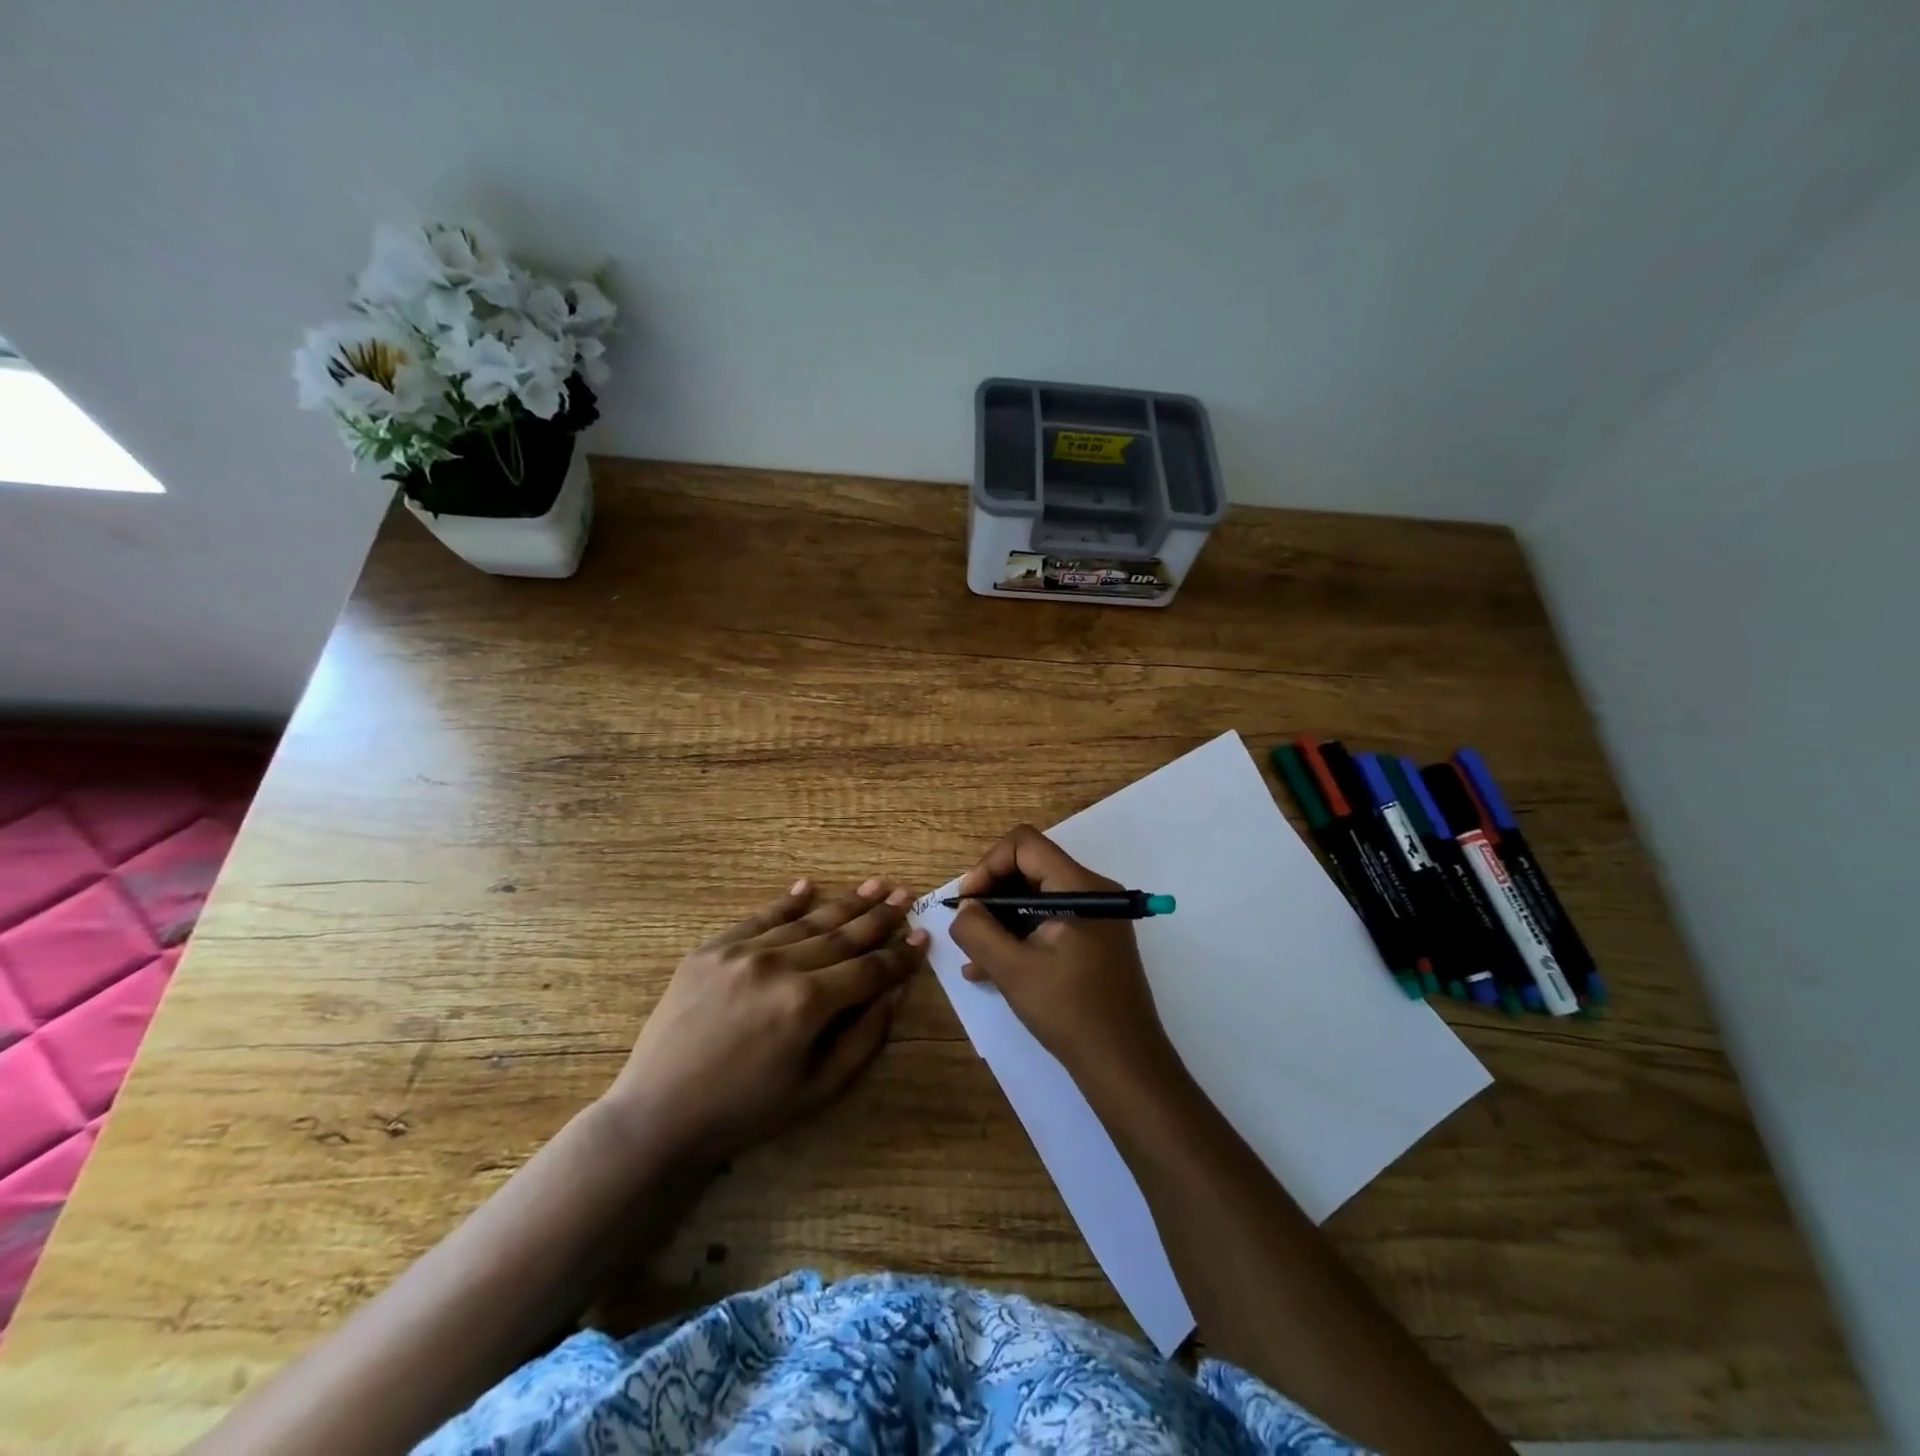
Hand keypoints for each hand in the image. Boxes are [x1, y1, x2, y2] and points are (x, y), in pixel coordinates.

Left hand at [606, 877, 927, 1164]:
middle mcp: (779, 966)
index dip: (899, 955)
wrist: (659, 1115)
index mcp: (808, 1004)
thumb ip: (865, 1037)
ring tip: (873, 886)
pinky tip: (808, 887)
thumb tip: (897, 991)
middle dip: (878, 916)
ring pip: (806, 921)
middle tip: (905, 895)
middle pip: (842, 935)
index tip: (922, 936)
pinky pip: (759, 918)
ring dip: (843, 904)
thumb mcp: (819, 1089)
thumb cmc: (747, 1111)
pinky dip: (786, 902)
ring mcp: (742, 952)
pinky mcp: (711, 949)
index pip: (869, 969)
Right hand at [948, 826, 1179, 1089]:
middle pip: (1030, 868)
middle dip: (992, 894)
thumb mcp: (1013, 970)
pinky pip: (1048, 922)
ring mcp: (1096, 919)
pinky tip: (989, 969)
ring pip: (1036, 898)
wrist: (1125, 1066)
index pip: (1025, 845)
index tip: (967, 902)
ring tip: (972, 955)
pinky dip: (1020, 937)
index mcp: (1079, 887)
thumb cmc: (1070, 1012)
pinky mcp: (1093, 943)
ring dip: (1001, 920)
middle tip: (966, 927)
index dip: (988, 865)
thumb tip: (964, 909)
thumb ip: (979, 932)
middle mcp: (1092, 892)